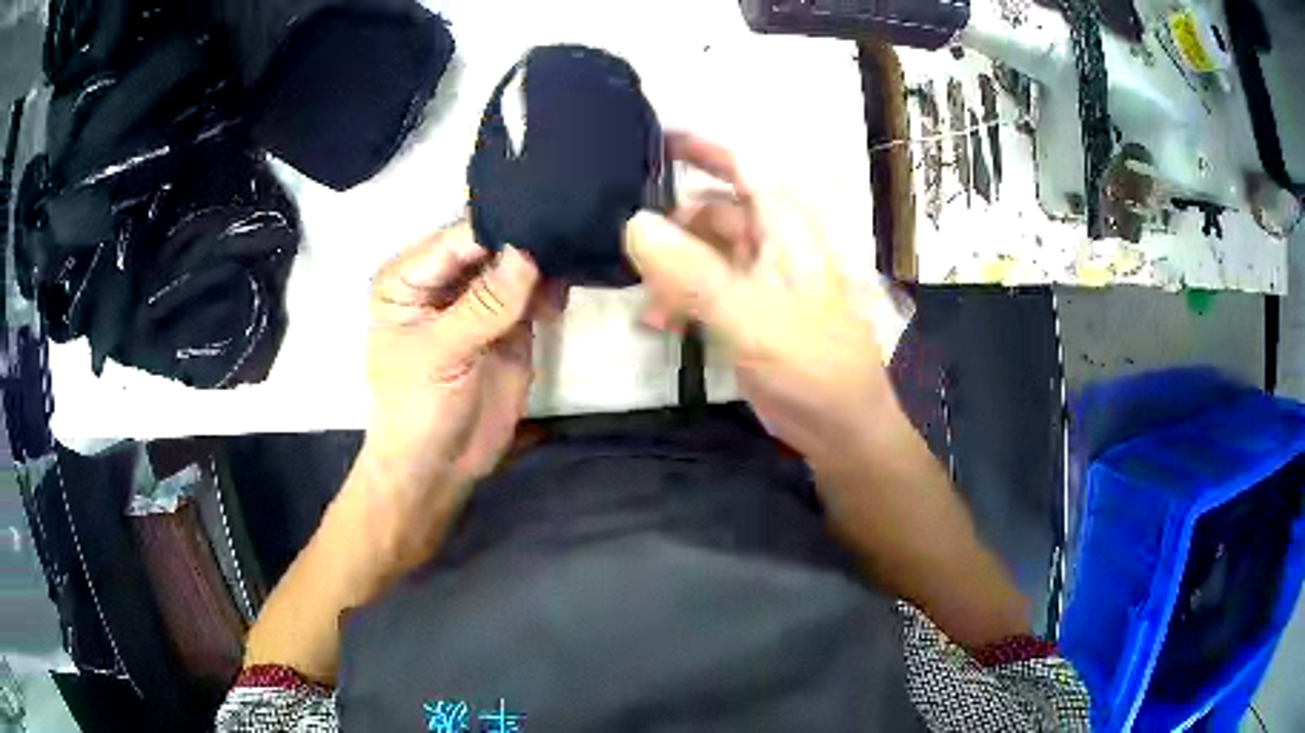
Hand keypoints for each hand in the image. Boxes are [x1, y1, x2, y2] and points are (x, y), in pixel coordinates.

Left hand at [356, 219, 560, 569]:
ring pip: (516, 265)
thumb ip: (483, 305)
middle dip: (526, 237)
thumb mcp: (440, 353)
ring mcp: (479, 301)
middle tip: (572, 223)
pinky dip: (553, 288)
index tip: (545, 211)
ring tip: (576, 253)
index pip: (457, 237)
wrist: (438, 468)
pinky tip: (567, 289)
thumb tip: (527, 253)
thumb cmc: (416, 409)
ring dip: (544, 260)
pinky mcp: (509, 324)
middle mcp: (443, 280)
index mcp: (409, 277)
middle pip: (489, 244)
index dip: (498, 226)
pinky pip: (534, 294)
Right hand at [626, 133, 898, 469]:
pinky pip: (706, 288)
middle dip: (673, 225)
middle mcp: (774, 245)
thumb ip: (694, 274)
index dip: (703, 147)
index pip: (745, 168)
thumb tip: (634, 223)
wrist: (842, 428)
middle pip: (715, 211)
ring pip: (706, 252)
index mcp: (786, 230)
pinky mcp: (751, 312)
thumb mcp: (751, 319)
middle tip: (630, 248)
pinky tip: (659, 323)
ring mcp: (762, 280)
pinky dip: (680, 297)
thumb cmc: (811, 366)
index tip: (654, 138)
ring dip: (672, 269)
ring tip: (646, 301)